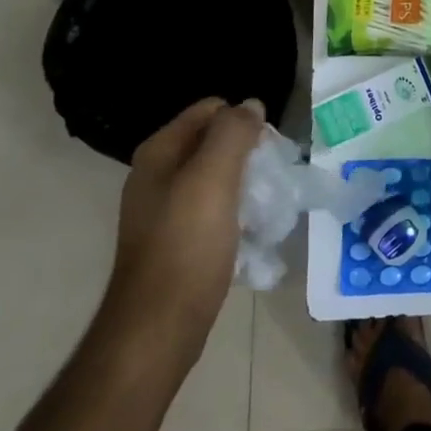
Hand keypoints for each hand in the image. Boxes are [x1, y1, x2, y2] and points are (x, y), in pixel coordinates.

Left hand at [101, 98, 263, 366]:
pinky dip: (238, 212)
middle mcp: (159, 174)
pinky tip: (253, 231)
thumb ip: (233, 133)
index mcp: (160, 153)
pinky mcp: (180, 239)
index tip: (266, 150)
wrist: (159, 326)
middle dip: (250, 154)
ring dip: (248, 185)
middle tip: (271, 179)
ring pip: (221, 176)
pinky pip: (217, 209)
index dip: (243, 122)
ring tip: (268, 206)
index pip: (211, 109)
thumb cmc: (186, 245)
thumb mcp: (213, 178)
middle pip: (217, 142)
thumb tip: (251, 104)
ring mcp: (167, 209)